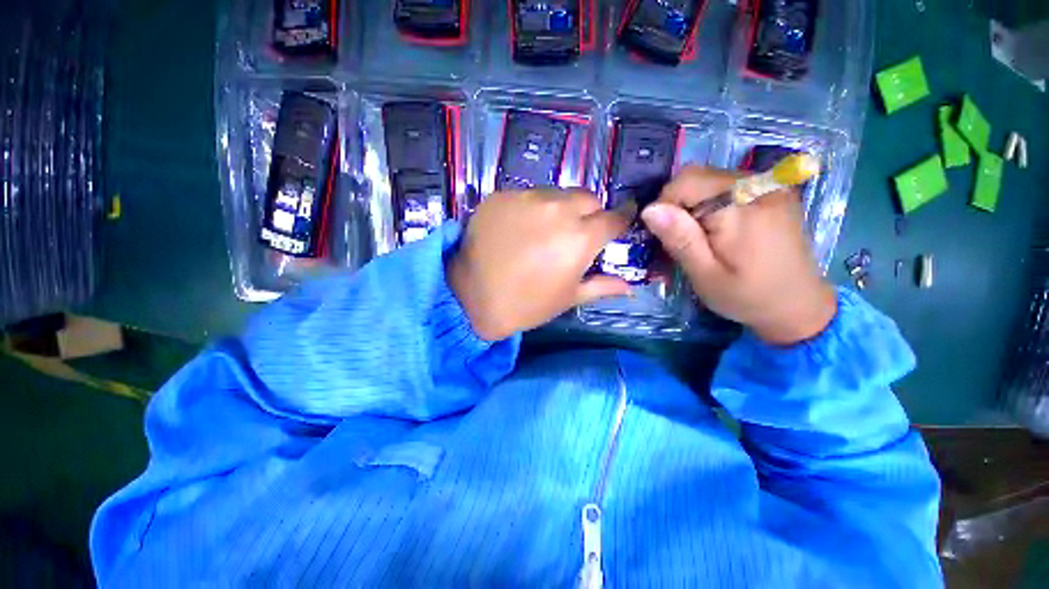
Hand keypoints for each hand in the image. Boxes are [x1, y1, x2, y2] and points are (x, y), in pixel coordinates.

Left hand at [448, 189, 633, 340]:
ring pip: (556, 193)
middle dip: (589, 213)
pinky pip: (526, 196)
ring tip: (544, 231)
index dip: (620, 221)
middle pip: (587, 198)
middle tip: (576, 233)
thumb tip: (628, 285)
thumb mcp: (568, 298)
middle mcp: (557, 209)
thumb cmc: (525, 304)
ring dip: (559, 209)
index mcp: (580, 237)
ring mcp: (526, 198)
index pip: (614, 218)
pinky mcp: (501, 196)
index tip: (619, 225)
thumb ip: (601, 286)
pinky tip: (518, 229)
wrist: (471, 298)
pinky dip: (530, 209)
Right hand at [640, 166, 835, 344]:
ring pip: (711, 179)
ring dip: (695, 204)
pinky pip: (728, 184)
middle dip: (679, 204)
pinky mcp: (774, 190)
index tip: (666, 235)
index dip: (666, 204)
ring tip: (700, 236)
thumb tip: (650, 210)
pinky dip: (712, 203)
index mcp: (742, 207)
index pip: (687, 181)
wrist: (798, 305)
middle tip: (682, 239)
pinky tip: (719, 228)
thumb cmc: (746, 296)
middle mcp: (761, 185)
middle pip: (699, 176)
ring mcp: (771, 185)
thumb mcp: (704, 274)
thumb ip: (680, 239)